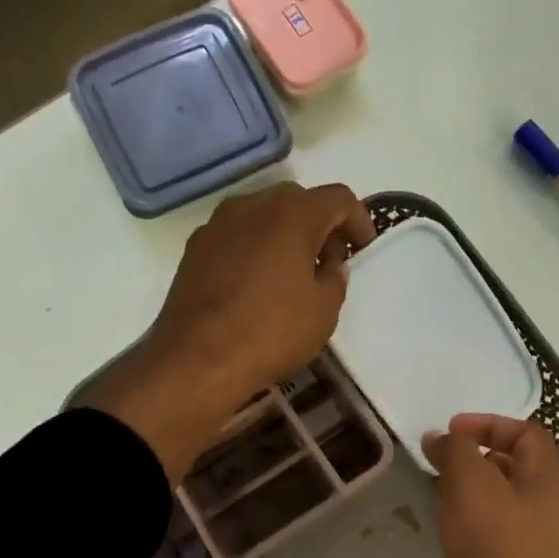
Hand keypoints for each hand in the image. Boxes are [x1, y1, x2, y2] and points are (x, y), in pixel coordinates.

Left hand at [85, 182, 374, 482]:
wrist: (197, 359)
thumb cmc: (271, 332)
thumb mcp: (324, 311)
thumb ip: (335, 278)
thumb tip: (330, 264)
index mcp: (292, 214)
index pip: (338, 198)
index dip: (358, 220)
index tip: (363, 248)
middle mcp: (253, 205)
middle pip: (298, 200)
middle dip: (320, 225)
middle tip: (330, 260)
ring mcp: (218, 224)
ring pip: (263, 214)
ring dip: (285, 234)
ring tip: (293, 272)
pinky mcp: (195, 247)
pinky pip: (237, 235)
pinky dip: (256, 247)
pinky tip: (258, 283)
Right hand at [426, 414, 558, 557]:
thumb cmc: (496, 551)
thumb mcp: (472, 484)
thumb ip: (456, 451)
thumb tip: (441, 439)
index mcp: (545, 481)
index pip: (528, 433)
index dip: (491, 422)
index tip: (451, 431)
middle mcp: (542, 509)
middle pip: (512, 467)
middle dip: (473, 456)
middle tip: (434, 459)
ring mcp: (526, 545)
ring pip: (495, 502)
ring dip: (463, 490)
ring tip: (429, 488)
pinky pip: (484, 534)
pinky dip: (461, 522)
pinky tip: (437, 528)